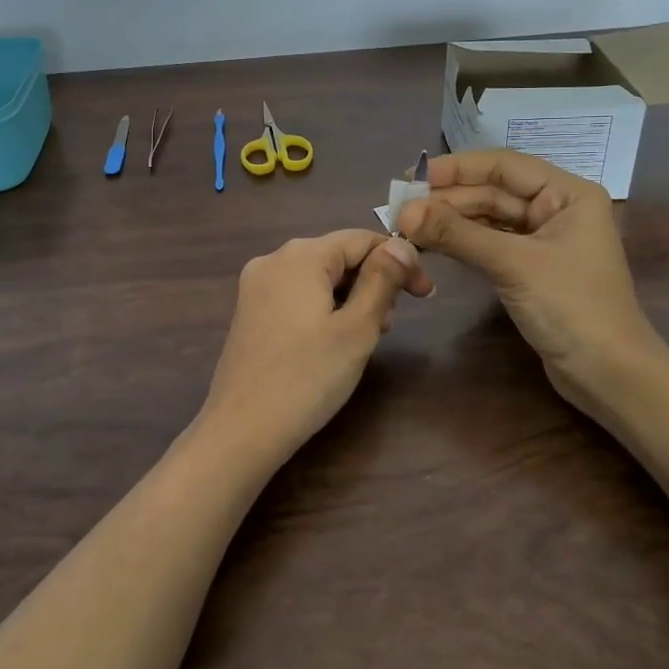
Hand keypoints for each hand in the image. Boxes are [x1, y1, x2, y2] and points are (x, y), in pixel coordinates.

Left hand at [198, 231, 432, 463]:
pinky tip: (334, 340)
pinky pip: (297, 295)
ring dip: (350, 297)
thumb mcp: (357, 329)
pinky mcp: (249, 312)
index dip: (400, 260)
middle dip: (373, 281)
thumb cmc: (307, 378)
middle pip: (337, 256)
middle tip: (392, 323)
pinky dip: (323, 307)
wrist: (242, 430)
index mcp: (300, 255)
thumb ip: (382, 280)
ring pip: (318, 277)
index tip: (426, 294)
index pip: (361, 239)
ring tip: (367, 335)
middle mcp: (273, 259)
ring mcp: (256, 286)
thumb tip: (401, 244)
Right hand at [396, 150, 668, 411]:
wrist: (609, 376)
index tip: (410, 179)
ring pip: (487, 219)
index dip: (455, 168)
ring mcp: (543, 241)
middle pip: (492, 192)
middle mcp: (556, 209)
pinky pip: (489, 244)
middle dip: (446, 199)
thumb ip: (457, 233)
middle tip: (398, 209)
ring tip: (406, 226)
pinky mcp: (530, 269)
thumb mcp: (512, 264)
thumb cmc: (571, 307)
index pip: (503, 166)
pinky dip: (461, 243)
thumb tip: (403, 212)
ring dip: (449, 221)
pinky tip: (430, 244)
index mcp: (567, 194)